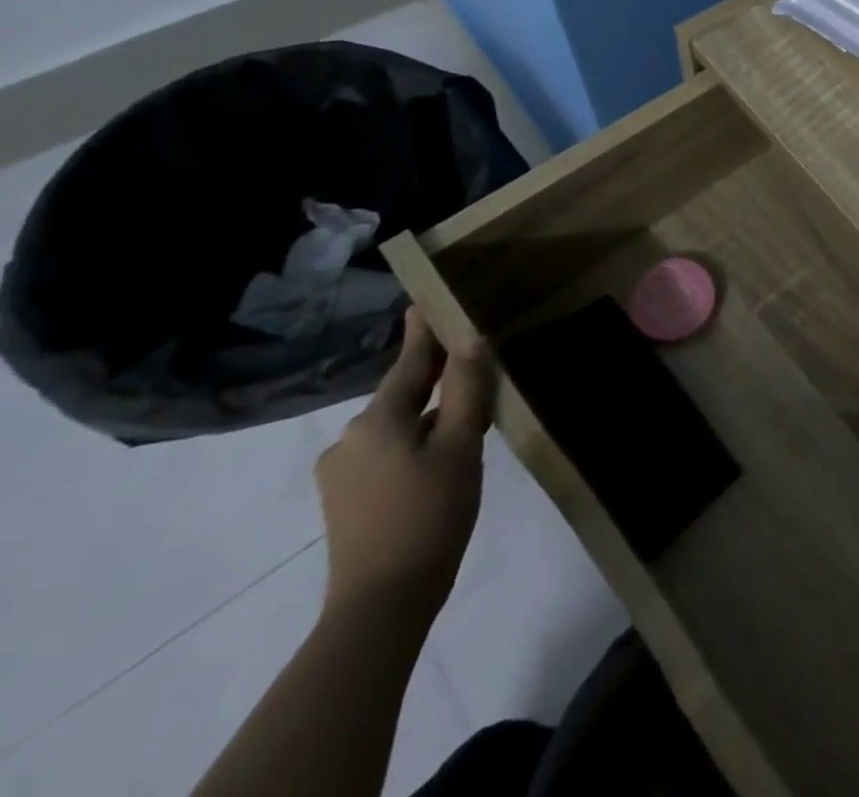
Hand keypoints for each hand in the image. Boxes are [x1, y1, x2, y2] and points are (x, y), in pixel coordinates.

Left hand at [313, 310, 492, 627]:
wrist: (382, 602)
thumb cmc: (430, 513)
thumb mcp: (461, 445)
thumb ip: (466, 388)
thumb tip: (471, 338)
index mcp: (377, 419)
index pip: (408, 362)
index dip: (423, 331)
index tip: (426, 300)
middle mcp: (350, 437)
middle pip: (402, 394)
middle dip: (435, 377)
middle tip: (471, 358)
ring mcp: (342, 471)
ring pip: (397, 425)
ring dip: (430, 414)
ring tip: (469, 416)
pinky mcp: (345, 498)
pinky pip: (388, 450)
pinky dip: (417, 441)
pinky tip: (443, 456)